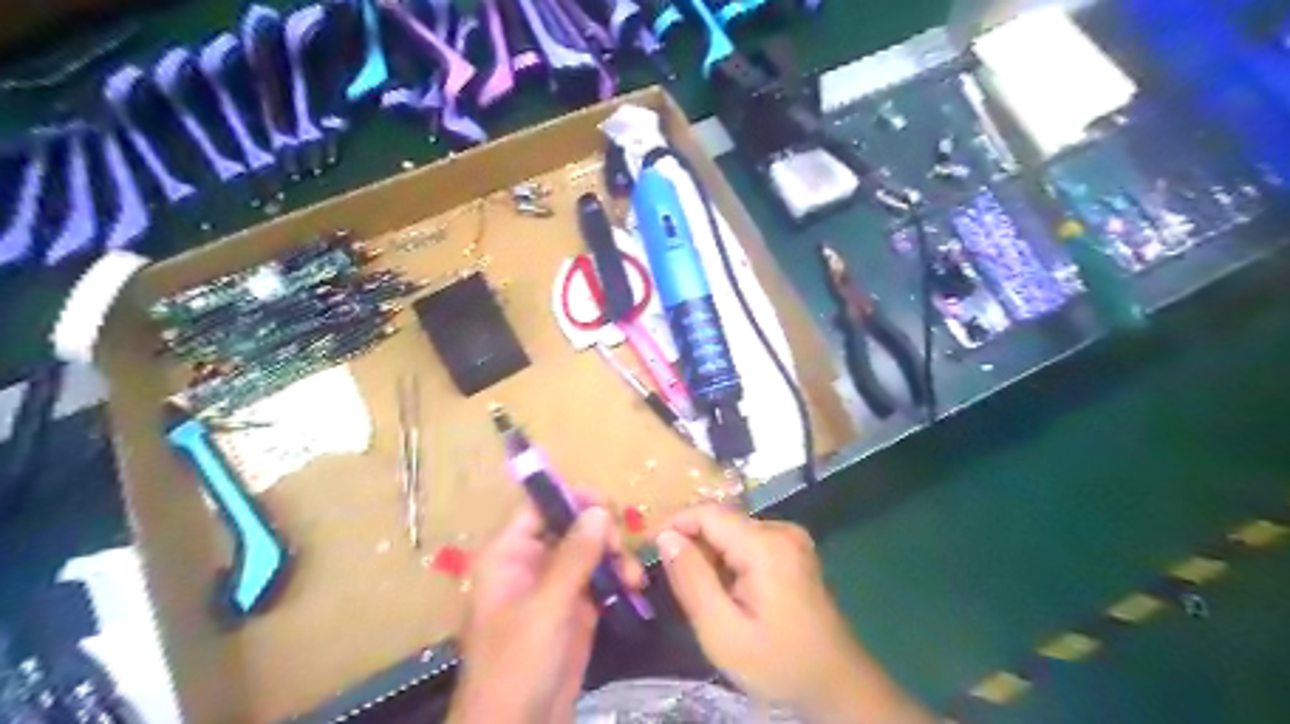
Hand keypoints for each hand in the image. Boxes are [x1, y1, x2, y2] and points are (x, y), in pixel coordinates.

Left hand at [450, 504, 643, 723]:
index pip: (538, 507)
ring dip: (614, 556)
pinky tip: (634, 589)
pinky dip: (618, 579)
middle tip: (620, 548)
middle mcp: (531, 563)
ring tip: (634, 578)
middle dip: (600, 531)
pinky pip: (599, 578)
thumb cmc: (516, 666)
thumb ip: (573, 558)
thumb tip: (599, 510)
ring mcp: (554, 586)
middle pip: (569, 525)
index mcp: (508, 555)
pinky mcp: (574, 608)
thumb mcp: (545, 609)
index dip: (570, 499)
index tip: (607, 505)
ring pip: (589, 551)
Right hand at [658, 507, 933, 720]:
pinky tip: (729, 594)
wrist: (836, 685)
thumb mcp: (722, 632)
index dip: (673, 526)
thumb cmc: (777, 664)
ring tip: (705, 596)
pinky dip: (730, 562)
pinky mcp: (794, 550)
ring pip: (732, 533)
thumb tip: (665, 537)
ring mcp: (791, 538)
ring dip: (711, 557)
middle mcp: (781, 529)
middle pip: (720, 523)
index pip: (707, 513)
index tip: (649, 551)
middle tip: (678, 588)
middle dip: (693, 547)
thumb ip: (691, 579)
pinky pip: (748, 543)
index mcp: (766, 545)